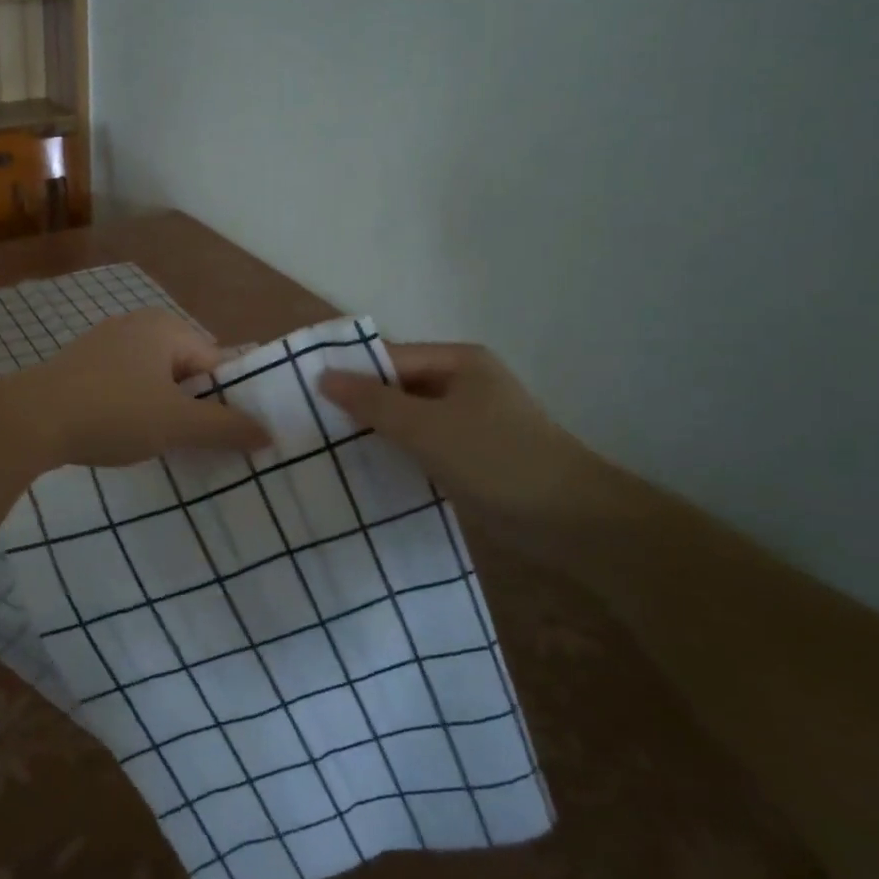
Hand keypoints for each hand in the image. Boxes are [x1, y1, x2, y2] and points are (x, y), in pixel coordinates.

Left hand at [8, 309, 270, 467]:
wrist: (29, 420)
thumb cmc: (112, 413)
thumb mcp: (176, 424)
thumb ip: (226, 428)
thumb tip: (270, 433)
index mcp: (166, 327)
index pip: (218, 362)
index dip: (230, 399)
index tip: (236, 436)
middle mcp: (138, 325)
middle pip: (187, 369)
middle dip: (196, 406)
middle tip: (202, 445)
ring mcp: (106, 343)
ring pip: (156, 379)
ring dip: (166, 409)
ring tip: (168, 445)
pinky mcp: (83, 365)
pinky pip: (127, 385)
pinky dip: (136, 407)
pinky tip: (129, 434)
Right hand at [319, 343, 595, 522]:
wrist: (572, 521)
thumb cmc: (496, 459)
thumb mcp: (426, 428)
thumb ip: (373, 402)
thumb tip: (324, 376)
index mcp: (459, 361)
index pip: (390, 357)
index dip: (350, 373)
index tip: (306, 394)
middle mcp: (465, 383)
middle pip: (399, 386)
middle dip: (360, 404)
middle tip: (311, 425)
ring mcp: (471, 420)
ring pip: (410, 419)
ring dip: (377, 432)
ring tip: (329, 449)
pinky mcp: (474, 455)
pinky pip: (424, 445)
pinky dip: (399, 453)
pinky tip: (368, 470)